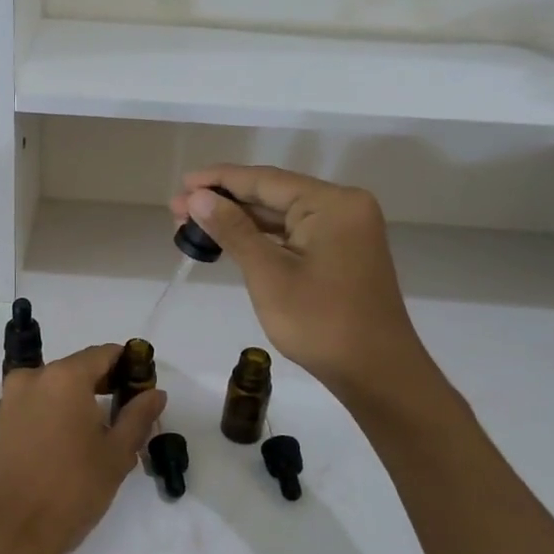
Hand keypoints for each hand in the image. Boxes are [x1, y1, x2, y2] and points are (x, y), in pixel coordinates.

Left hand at [0, 344, 166, 553]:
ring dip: (79, 403)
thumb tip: (155, 392)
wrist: (3, 535)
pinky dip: (55, 416)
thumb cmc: (69, 491)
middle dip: (105, 385)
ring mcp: (9, 401)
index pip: (104, 354)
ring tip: (101, 437)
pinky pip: (35, 408)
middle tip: (129, 414)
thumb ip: (137, 416)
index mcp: (63, 377)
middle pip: (77, 369)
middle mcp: (31, 378)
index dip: (129, 366)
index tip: (145, 389)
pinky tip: (69, 447)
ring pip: (54, 390)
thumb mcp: (115, 456)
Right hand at [170, 166, 431, 397]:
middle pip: (273, 194)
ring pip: (281, 215)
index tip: (181, 184)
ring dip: (239, 220)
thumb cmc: (321, 323)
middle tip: (177, 211)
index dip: (218, 180)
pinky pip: (294, 234)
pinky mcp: (341, 252)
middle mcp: (343, 207)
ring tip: (193, 225)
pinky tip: (230, 240)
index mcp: (332, 203)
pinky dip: (261, 237)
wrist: (376, 373)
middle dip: (224, 202)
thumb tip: (197, 197)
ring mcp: (345, 230)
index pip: (265, 180)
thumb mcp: (269, 274)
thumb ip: (233, 230)